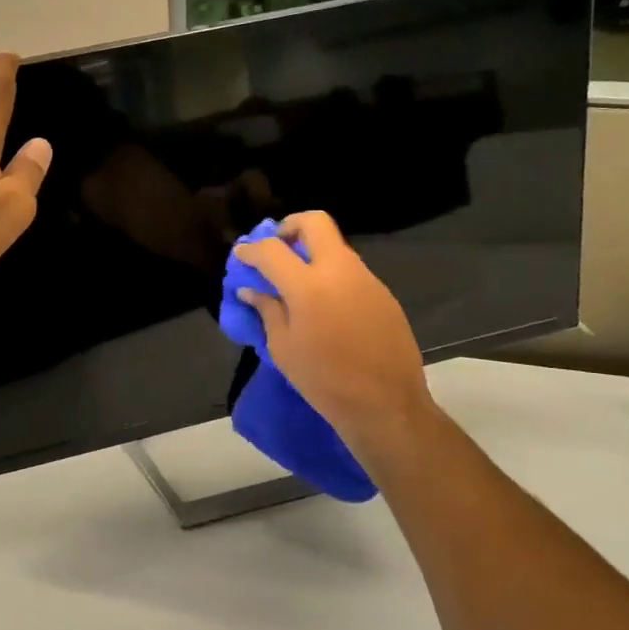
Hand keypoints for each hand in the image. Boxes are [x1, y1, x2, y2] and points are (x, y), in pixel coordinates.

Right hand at [233, 212, 436, 467]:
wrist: (386, 406)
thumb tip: (251, 290)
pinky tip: (325, 306)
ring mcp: (366, 279)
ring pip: (335, 246)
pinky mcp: (383, 294)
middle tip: (276, 248)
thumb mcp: (283, 348)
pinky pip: (350, 271)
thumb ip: (267, 310)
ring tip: (297, 283)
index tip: (242, 255)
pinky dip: (331, 276)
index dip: (251, 249)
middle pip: (314, 223)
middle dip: (289, 227)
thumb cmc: (324, 381)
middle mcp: (339, 271)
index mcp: (308, 286)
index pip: (272, 249)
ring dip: (312, 253)